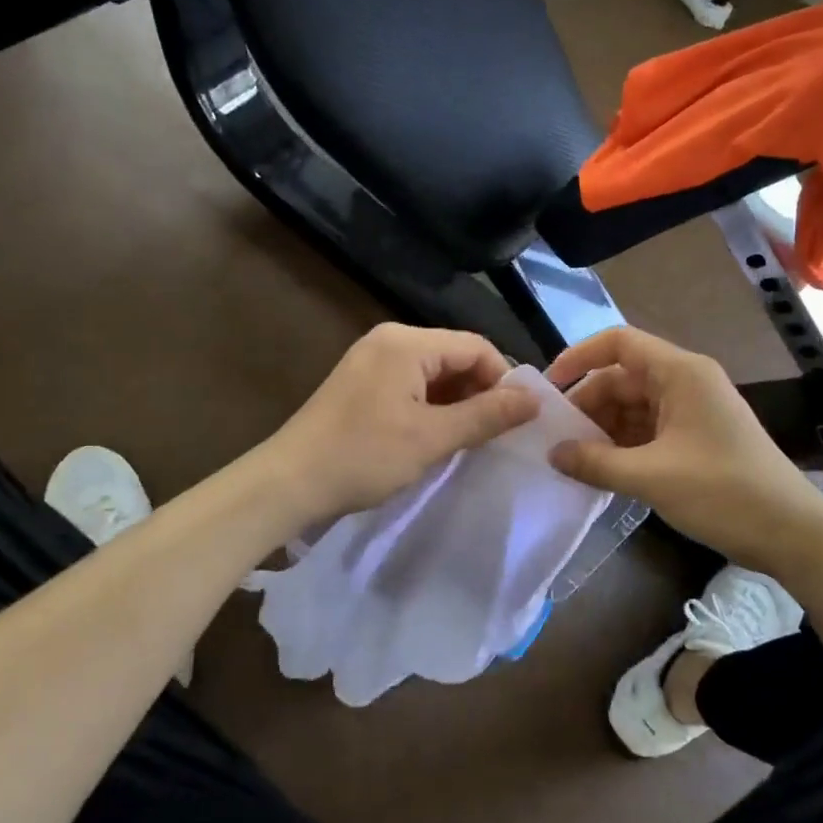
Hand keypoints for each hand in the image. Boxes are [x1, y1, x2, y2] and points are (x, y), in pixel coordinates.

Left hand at [267, 323, 540, 524]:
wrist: (288, 482)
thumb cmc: (364, 456)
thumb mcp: (432, 438)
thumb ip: (486, 415)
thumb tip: (534, 400)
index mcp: (407, 342)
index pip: (476, 346)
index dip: (503, 380)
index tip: (516, 421)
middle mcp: (390, 340)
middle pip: (455, 356)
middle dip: (479, 392)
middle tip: (493, 435)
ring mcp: (372, 360)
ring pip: (434, 373)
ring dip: (456, 403)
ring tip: (467, 440)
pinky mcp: (362, 383)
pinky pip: (411, 385)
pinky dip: (431, 407)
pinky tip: (435, 437)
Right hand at [547, 327, 822, 570]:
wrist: (792, 533)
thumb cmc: (723, 493)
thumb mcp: (651, 477)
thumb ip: (595, 463)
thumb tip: (552, 453)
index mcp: (680, 373)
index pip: (619, 343)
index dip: (579, 357)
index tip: (549, 389)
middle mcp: (685, 382)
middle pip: (622, 378)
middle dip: (588, 405)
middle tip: (555, 439)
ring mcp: (693, 411)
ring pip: (633, 407)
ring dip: (603, 430)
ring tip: (573, 460)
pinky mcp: (697, 438)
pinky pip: (648, 430)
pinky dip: (623, 446)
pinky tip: (602, 471)